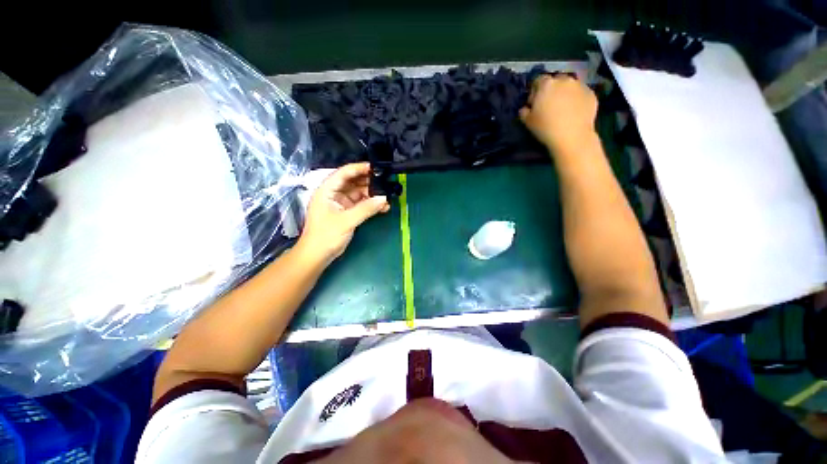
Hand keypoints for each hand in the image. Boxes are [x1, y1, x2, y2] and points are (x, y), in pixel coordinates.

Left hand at [298, 163, 389, 264]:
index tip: (376, 167)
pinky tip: (383, 207)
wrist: (318, 255)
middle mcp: (334, 193)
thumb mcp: (347, 220)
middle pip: (353, 181)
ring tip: (387, 197)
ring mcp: (341, 203)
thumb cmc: (326, 235)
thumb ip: (366, 208)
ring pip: (359, 193)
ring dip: (372, 195)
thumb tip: (384, 199)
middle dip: (369, 182)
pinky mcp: (347, 212)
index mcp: (327, 190)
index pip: (344, 173)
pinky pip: (361, 204)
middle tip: (386, 182)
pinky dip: (371, 205)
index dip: (359, 168)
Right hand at [520, 74, 597, 153]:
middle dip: (552, 90)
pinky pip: (581, 94)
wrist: (572, 136)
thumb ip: (524, 111)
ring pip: (570, 86)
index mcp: (547, 84)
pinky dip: (577, 100)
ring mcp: (580, 86)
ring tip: (563, 108)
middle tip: (549, 105)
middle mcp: (564, 80)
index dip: (534, 91)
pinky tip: (574, 113)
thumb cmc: (545, 128)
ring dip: (565, 93)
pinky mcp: (591, 94)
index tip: (534, 103)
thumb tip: (525, 108)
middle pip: (556, 81)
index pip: (538, 80)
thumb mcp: (527, 121)